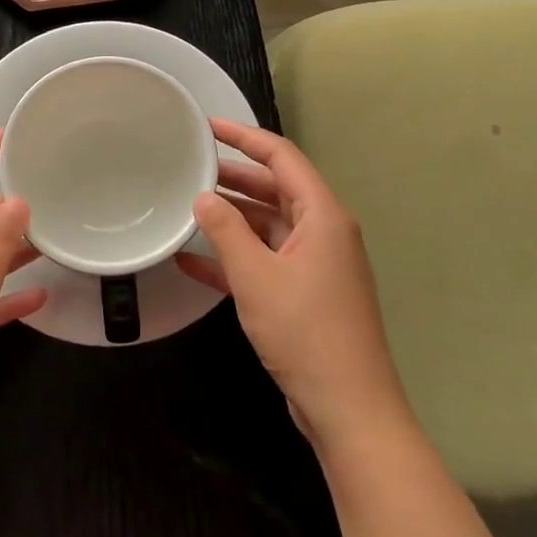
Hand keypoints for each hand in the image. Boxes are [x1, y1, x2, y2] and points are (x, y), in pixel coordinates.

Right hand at [178, 120, 414, 452]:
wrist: (349, 410)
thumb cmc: (306, 332)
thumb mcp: (257, 277)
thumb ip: (226, 231)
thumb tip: (202, 197)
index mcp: (323, 216)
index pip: (282, 157)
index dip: (244, 136)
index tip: (207, 126)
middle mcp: (323, 232)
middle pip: (275, 189)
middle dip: (233, 177)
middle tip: (190, 166)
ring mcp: (315, 264)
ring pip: (267, 225)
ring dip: (231, 218)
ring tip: (186, 207)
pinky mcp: (305, 294)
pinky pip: (265, 261)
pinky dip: (234, 258)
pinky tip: (192, 260)